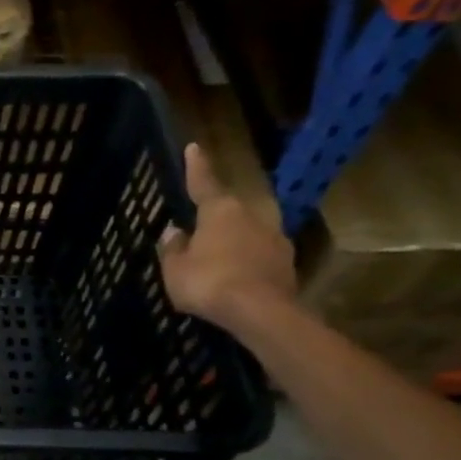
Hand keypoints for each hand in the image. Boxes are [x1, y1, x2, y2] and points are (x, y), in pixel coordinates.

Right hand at [157, 144, 296, 331]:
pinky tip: (237, 277)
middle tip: (204, 224)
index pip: (204, 183)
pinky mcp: (287, 265)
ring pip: (250, 232)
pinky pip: (260, 256)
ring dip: (236, 240)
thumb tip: (174, 232)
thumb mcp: (175, 269)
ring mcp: (275, 239)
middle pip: (232, 209)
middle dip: (219, 214)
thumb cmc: (209, 282)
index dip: (196, 167)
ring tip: (220, 256)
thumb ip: (173, 249)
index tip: (194, 147)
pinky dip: (248, 262)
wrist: (260, 312)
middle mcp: (252, 216)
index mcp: (221, 211)